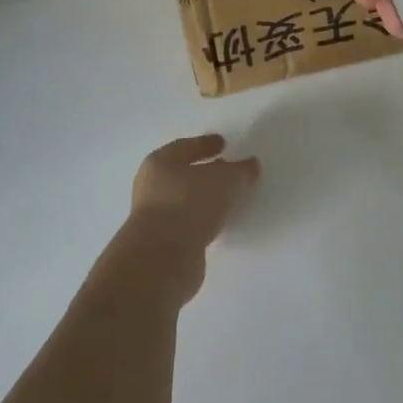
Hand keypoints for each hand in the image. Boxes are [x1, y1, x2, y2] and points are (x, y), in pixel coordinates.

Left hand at [110, 135, 259, 303]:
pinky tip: (218, 223)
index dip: (205, 144)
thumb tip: (250, 165)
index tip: (223, 143)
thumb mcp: (225, 180)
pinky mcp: (162, 244)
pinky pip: (187, 224)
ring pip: (185, 200)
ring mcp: (154, 217)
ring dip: (204, 199)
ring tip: (228, 199)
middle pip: (183, 174)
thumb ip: (241, 170)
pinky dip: (202, 220)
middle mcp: (151, 187)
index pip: (185, 147)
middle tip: (228, 170)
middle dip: (205, 172)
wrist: (162, 259)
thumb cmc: (190, 204)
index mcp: (160, 163)